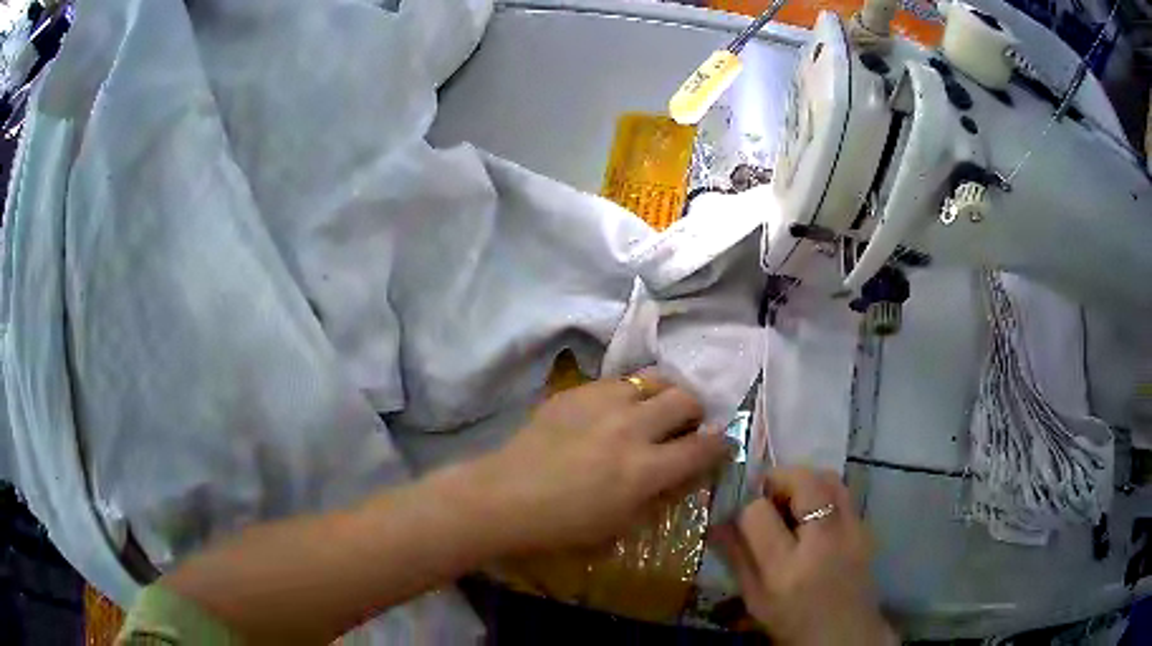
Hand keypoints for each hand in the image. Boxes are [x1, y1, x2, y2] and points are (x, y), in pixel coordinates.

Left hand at [465, 370, 729, 552]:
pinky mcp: (576, 392)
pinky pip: (616, 382)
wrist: (505, 496)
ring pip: (653, 379)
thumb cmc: (563, 525)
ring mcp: (602, 403)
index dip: (720, 444)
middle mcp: (631, 427)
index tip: (721, 444)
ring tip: (654, 409)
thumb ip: (658, 495)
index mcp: (645, 469)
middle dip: (696, 411)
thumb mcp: (620, 525)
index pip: (703, 447)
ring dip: (663, 394)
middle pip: (685, 399)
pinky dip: (627, 394)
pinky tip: (612, 411)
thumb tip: (681, 473)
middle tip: (687, 424)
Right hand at [714, 467, 895, 645]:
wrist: (845, 634)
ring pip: (829, 478)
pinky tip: (814, 517)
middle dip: (779, 479)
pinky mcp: (867, 528)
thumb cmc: (792, 621)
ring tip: (791, 501)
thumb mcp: (754, 599)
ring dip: (804, 481)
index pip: (757, 514)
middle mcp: (823, 543)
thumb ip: (736, 557)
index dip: (745, 509)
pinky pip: (843, 493)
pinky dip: (823, 494)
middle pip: (803, 482)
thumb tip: (717, 521)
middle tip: (767, 494)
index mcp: (785, 569)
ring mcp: (852, 532)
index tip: (743, 519)